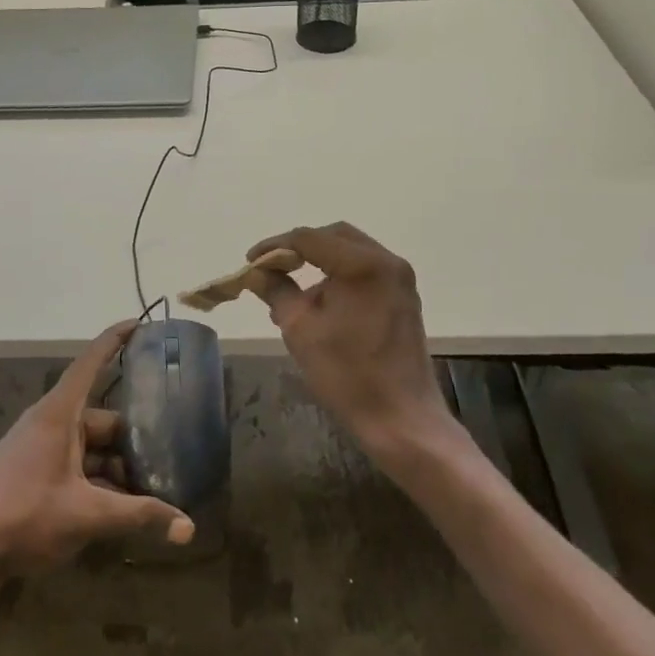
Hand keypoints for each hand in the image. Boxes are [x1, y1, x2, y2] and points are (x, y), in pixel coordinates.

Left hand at [0, 320, 194, 583]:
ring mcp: (38, 446)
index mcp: (59, 414)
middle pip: (100, 419)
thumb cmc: (25, 518)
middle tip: (168, 456)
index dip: (115, 340)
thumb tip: (189, 528)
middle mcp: (49, 422)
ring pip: (89, 446)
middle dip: (132, 440)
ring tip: (149, 490)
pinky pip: (74, 463)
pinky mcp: (31, 470)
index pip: (90, 362)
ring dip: (115, 466)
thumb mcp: (88, 516)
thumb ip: (139, 516)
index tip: (140, 323)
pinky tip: (117, 508)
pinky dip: (96, 479)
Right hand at [245, 222, 452, 461]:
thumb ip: (276, 291)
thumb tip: (257, 273)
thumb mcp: (300, 329)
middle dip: (300, 248)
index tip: (250, 261)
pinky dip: (340, 275)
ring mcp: (400, 279)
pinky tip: (321, 303)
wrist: (402, 419)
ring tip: (293, 290)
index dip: (275, 246)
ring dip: (320, 262)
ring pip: (351, 251)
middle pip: (334, 236)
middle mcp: (386, 262)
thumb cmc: (348, 374)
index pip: (309, 239)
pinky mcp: (404, 297)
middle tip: (272, 268)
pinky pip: (366, 270)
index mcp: (363, 265)